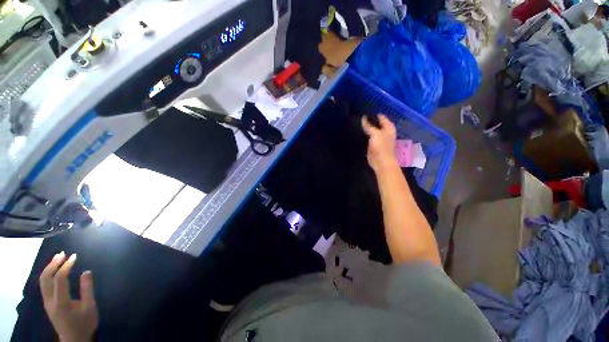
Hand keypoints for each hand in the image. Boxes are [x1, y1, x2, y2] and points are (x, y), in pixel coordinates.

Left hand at [39, 252, 97, 341]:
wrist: (75, 340)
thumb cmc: (85, 323)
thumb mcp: (90, 307)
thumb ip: (87, 289)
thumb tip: (86, 271)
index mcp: (61, 302)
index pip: (60, 279)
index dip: (66, 266)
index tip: (75, 256)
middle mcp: (50, 301)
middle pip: (46, 278)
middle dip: (53, 264)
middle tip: (63, 254)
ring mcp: (47, 302)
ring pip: (42, 281)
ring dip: (49, 268)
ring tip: (58, 258)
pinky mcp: (47, 303)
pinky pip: (44, 285)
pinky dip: (48, 274)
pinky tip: (54, 271)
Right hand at [361, 114, 397, 172]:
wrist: (381, 161)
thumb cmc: (381, 146)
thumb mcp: (375, 134)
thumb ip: (369, 125)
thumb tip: (363, 117)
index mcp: (388, 127)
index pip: (381, 117)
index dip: (374, 113)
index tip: (365, 108)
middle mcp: (385, 131)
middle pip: (376, 123)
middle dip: (369, 119)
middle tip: (359, 114)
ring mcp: (379, 138)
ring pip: (372, 129)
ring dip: (366, 126)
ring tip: (358, 121)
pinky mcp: (373, 144)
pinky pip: (368, 136)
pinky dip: (365, 133)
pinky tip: (359, 131)